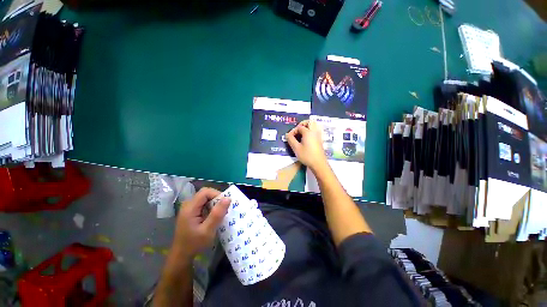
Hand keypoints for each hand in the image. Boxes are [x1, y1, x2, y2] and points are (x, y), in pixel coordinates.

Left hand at [171, 188, 229, 259]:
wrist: (181, 256)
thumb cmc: (194, 244)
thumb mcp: (208, 230)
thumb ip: (217, 214)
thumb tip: (228, 198)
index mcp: (190, 208)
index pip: (205, 192)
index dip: (217, 194)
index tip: (225, 204)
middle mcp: (188, 205)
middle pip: (205, 194)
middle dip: (216, 199)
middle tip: (223, 209)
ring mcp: (188, 208)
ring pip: (205, 198)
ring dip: (214, 203)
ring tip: (220, 213)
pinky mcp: (191, 212)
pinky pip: (203, 204)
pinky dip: (210, 207)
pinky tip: (213, 216)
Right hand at [286, 120, 327, 171]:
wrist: (318, 164)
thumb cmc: (307, 155)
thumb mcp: (296, 148)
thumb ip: (291, 140)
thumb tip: (287, 134)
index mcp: (308, 132)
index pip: (299, 127)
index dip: (293, 131)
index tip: (289, 137)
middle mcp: (314, 132)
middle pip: (310, 122)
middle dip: (302, 124)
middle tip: (297, 130)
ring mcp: (318, 136)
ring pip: (314, 126)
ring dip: (307, 127)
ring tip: (301, 133)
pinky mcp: (320, 140)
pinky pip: (316, 131)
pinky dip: (311, 131)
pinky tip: (306, 138)